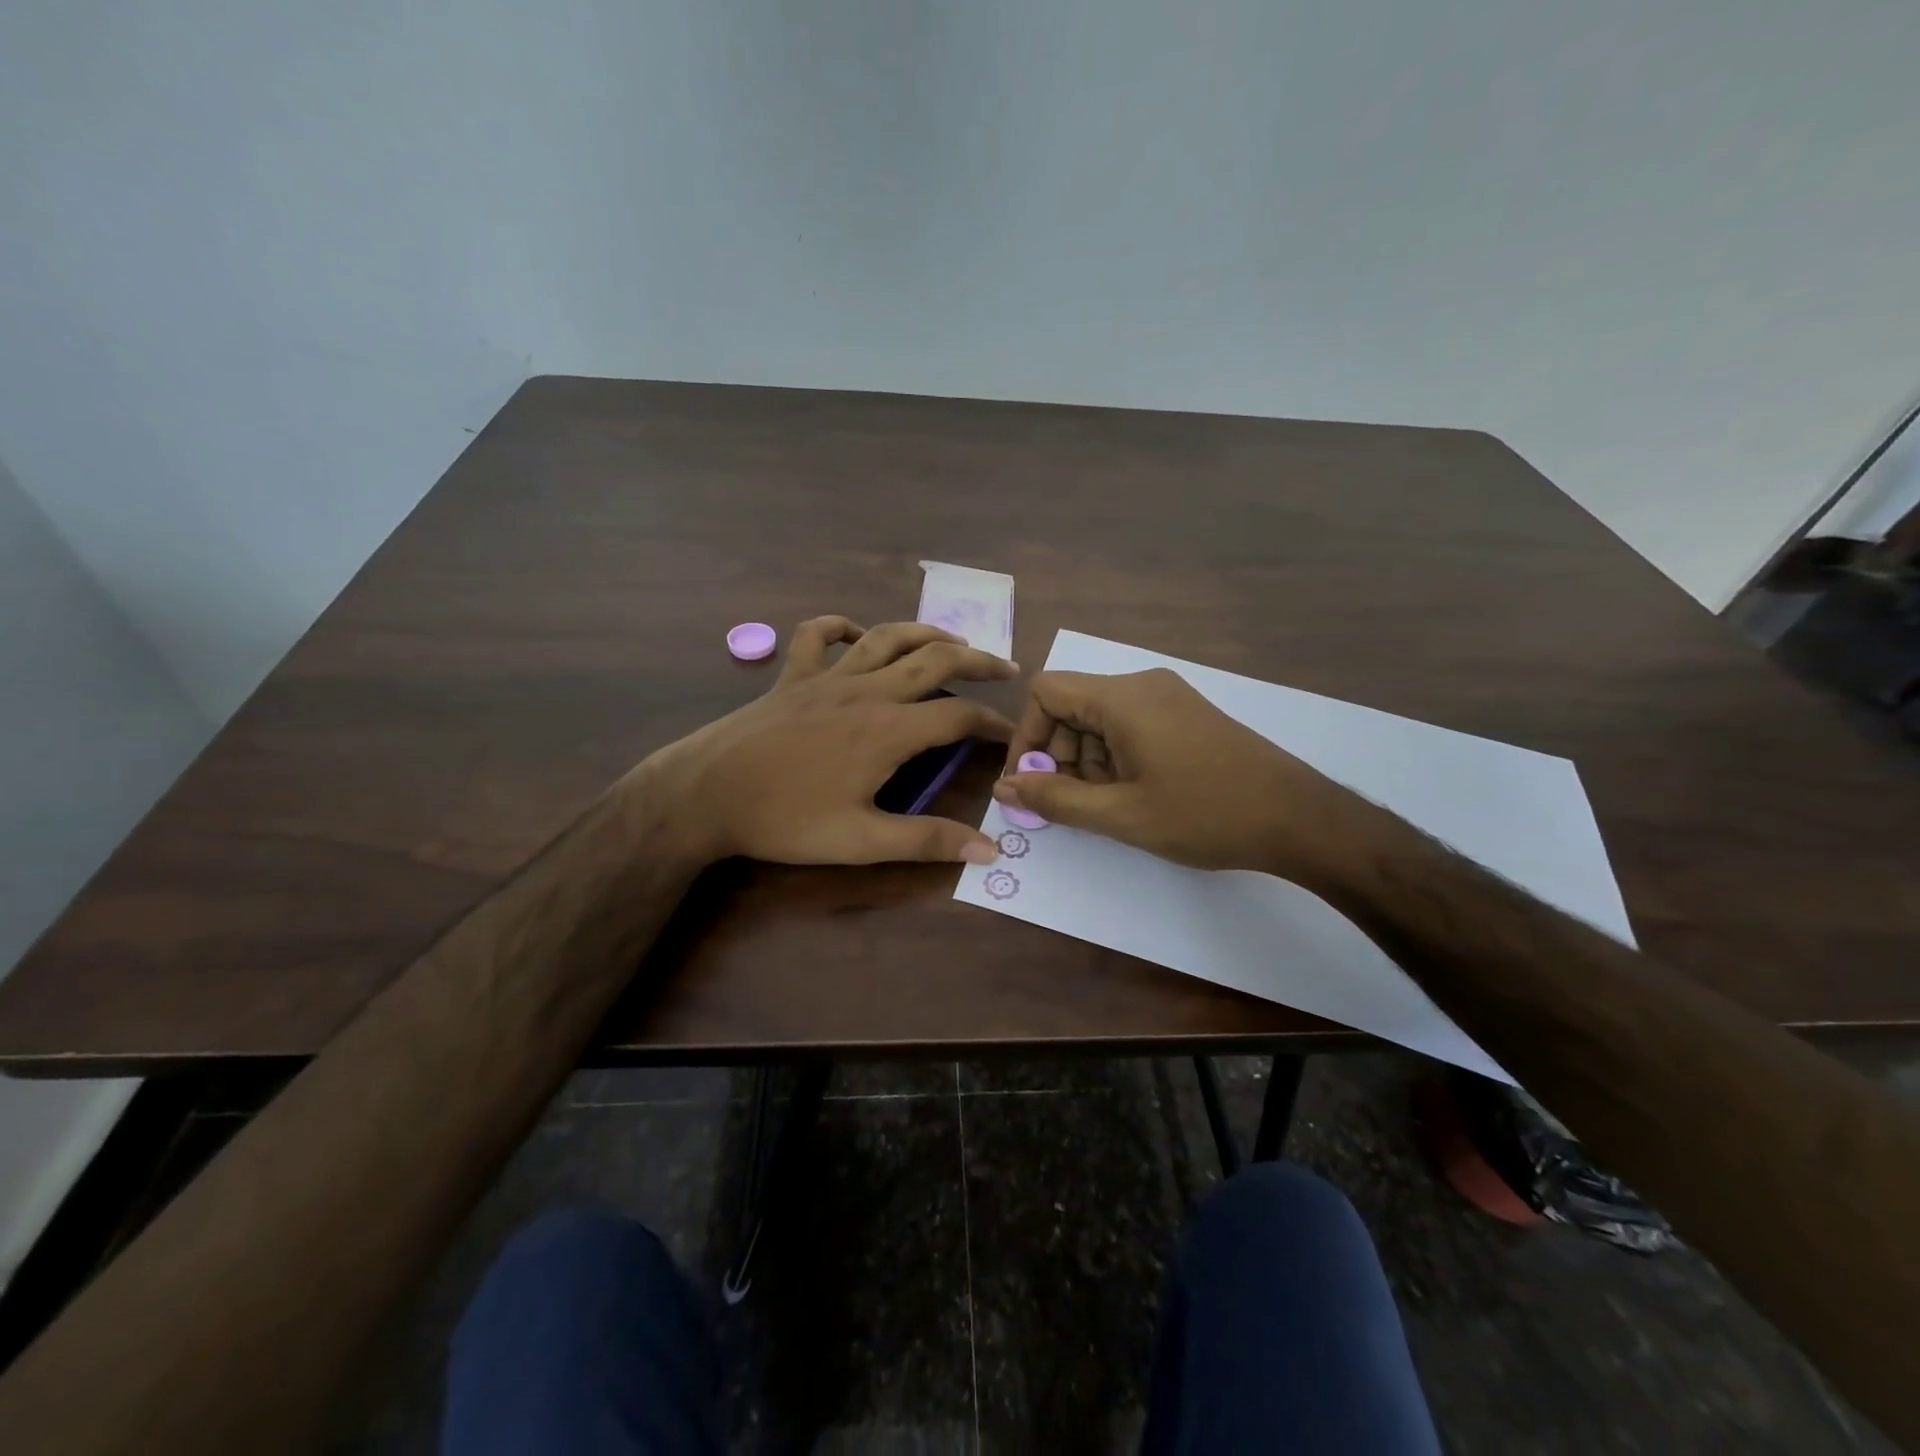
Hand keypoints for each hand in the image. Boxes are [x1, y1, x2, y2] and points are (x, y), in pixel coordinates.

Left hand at [645, 616, 1016, 865]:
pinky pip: (818, 636)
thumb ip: (927, 840)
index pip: (959, 717)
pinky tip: (856, 634)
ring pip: (887, 637)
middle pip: (935, 660)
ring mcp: (827, 676)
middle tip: (1005, 669)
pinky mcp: (793, 676)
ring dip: (926, 633)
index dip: (992, 724)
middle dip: (978, 661)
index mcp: (889, 730)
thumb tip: (988, 848)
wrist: (705, 793)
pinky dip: (842, 627)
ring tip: (952, 641)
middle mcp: (867, 691)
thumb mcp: (862, 841)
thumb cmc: (785, 819)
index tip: (1010, 737)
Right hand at [993, 668, 1384, 887]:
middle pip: (1072, 706)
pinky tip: (1134, 793)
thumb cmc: (1204, 814)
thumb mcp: (1121, 814)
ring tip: (1109, 805)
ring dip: (1087, 760)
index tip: (1030, 783)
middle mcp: (1142, 685)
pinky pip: (1129, 725)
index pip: (1046, 692)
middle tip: (1071, 804)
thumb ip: (1055, 798)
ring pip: (1099, 719)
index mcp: (1123, 698)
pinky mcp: (1185, 714)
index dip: (1026, 736)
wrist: (1298, 818)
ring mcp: (1168, 697)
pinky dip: (1115, 757)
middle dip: (1058, 754)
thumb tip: (1005, 786)